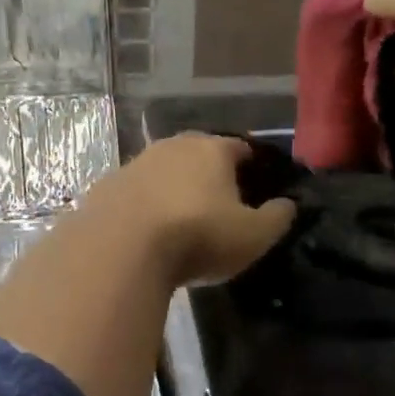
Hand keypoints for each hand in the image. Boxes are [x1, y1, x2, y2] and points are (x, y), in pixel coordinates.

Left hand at [82, 134, 296, 287]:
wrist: (121, 248)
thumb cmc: (198, 236)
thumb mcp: (253, 236)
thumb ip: (277, 217)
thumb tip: (289, 204)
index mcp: (212, 150)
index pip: (240, 148)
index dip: (251, 165)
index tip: (256, 186)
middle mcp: (173, 146)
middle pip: (199, 154)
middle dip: (210, 174)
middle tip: (220, 203)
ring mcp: (135, 164)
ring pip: (163, 171)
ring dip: (174, 188)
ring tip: (182, 219)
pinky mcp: (105, 187)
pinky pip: (135, 193)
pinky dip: (144, 206)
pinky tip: (147, 231)